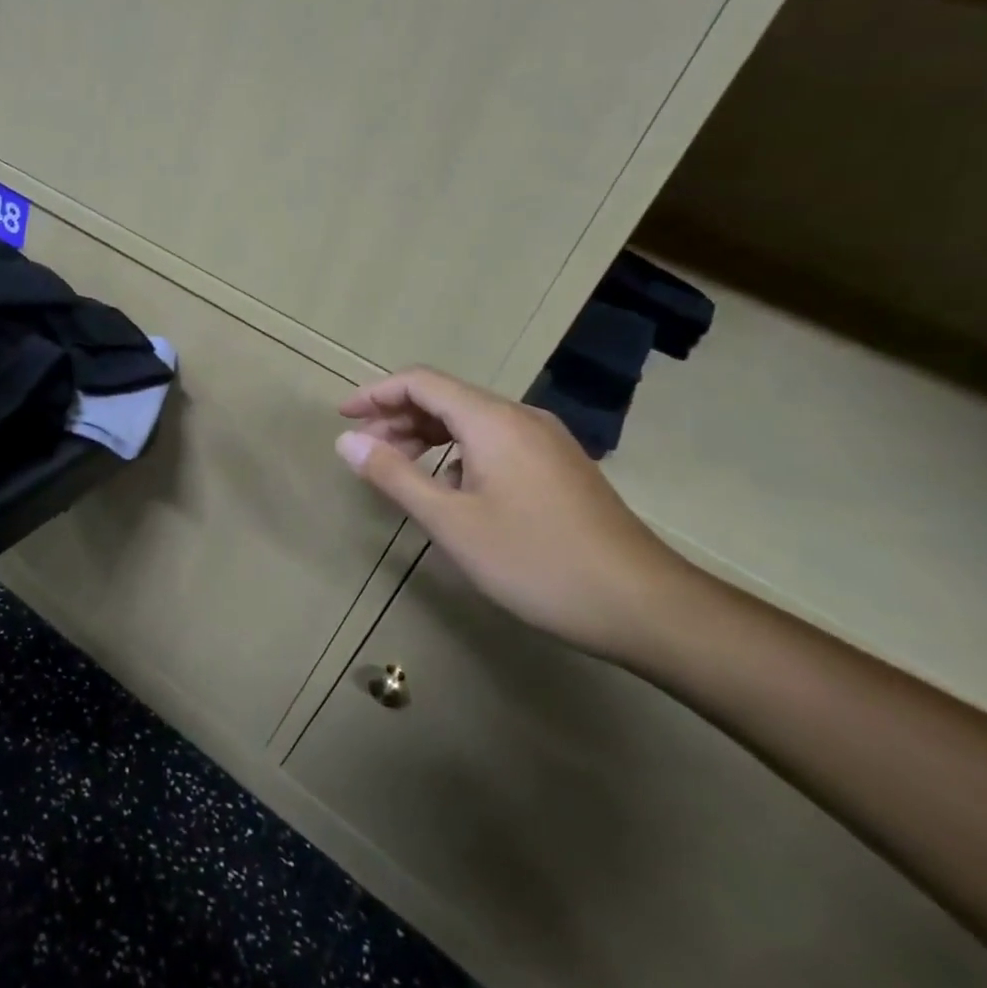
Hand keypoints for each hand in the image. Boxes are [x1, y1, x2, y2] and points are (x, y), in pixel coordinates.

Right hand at [336, 367, 688, 659]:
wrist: (644, 605)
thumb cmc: (536, 561)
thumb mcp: (451, 522)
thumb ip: (394, 476)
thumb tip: (347, 441)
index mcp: (492, 421)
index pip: (421, 382)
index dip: (376, 393)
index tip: (343, 418)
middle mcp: (520, 418)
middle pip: (446, 397)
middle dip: (398, 416)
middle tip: (364, 450)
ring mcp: (546, 441)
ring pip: (472, 420)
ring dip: (427, 435)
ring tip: (398, 467)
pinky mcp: (560, 467)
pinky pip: (495, 441)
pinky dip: (458, 452)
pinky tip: (451, 488)